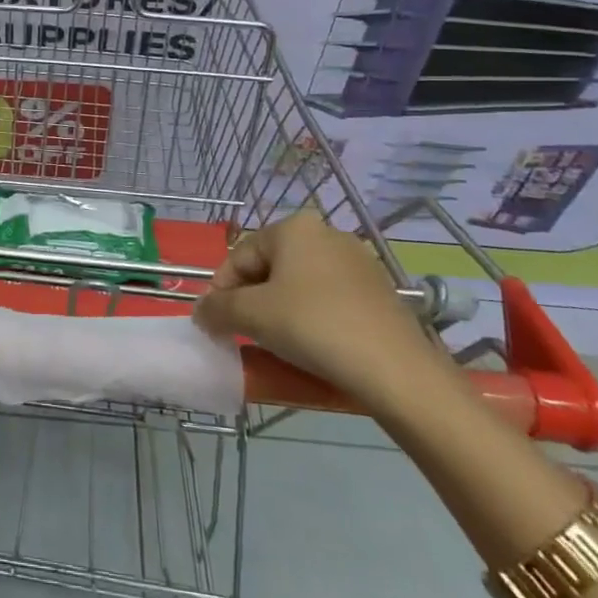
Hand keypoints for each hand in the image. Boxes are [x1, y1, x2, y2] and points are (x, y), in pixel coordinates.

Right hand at [194, 211, 445, 409]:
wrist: (396, 370)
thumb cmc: (313, 327)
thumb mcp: (252, 315)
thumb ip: (217, 309)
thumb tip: (201, 312)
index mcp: (294, 227)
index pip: (240, 256)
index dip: (220, 290)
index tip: (214, 323)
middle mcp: (326, 233)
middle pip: (270, 267)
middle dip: (251, 299)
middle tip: (243, 333)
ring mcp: (358, 261)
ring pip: (299, 284)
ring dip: (279, 310)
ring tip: (275, 343)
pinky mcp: (379, 291)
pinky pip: (328, 298)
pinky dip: (310, 317)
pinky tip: (310, 346)